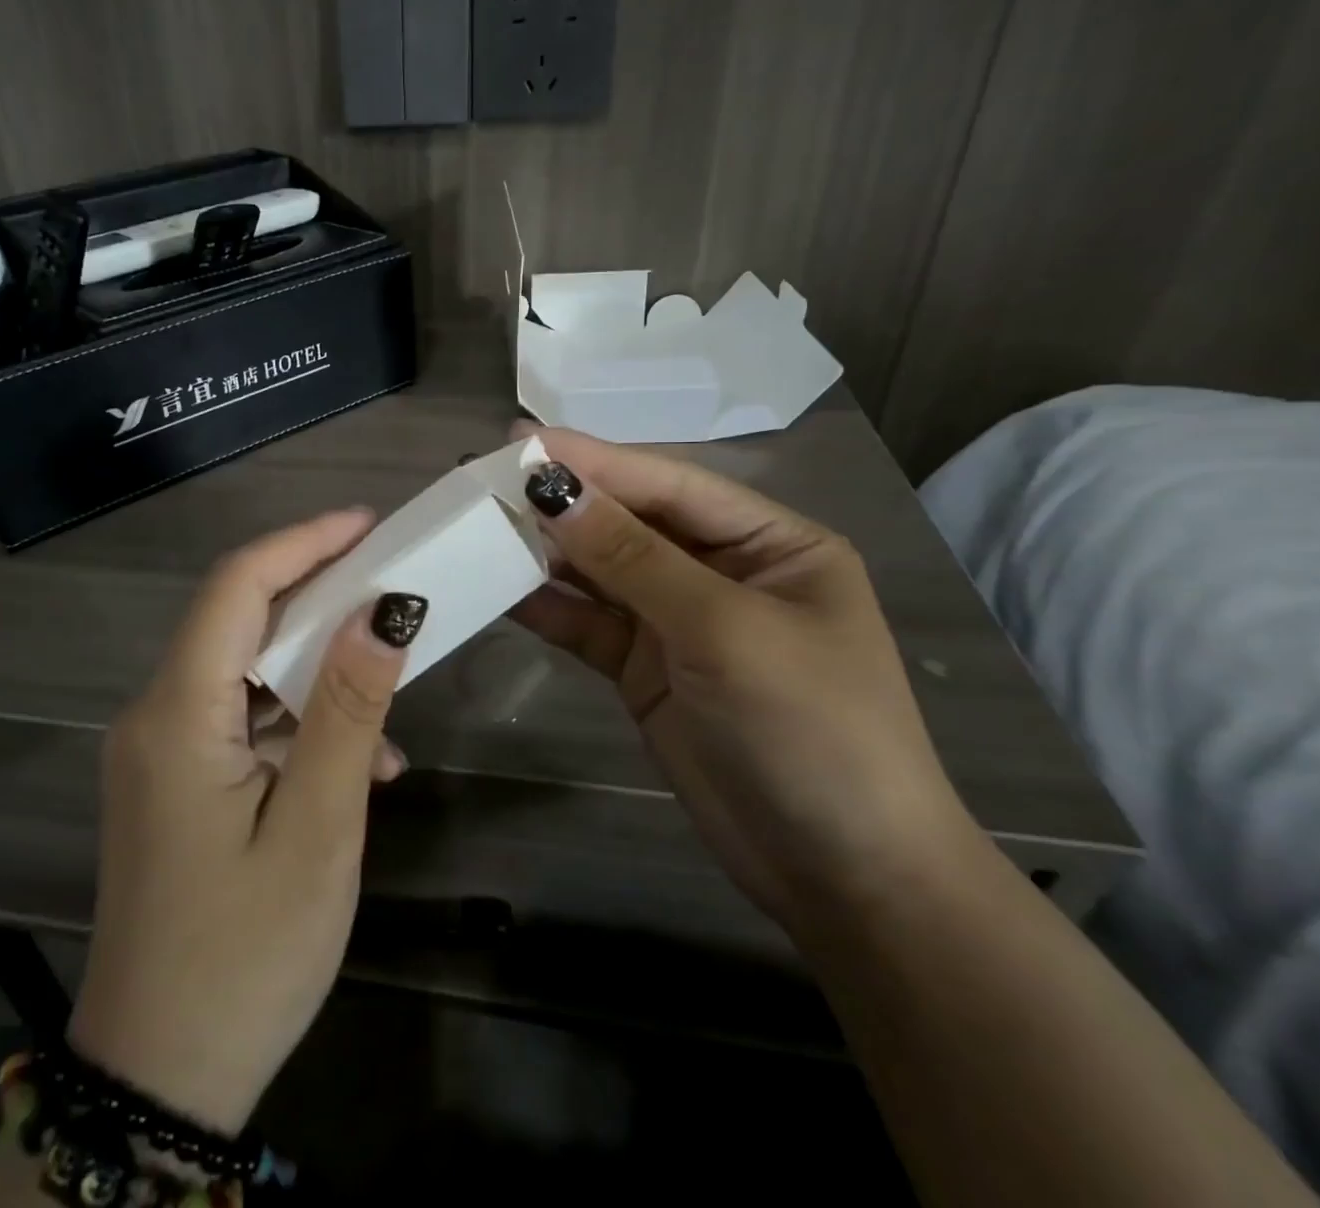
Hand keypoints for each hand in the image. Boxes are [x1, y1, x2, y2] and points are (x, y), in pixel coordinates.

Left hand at [67, 509, 426, 1134]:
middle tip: (391, 585)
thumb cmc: (246, 956)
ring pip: (244, 669)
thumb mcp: (317, 829)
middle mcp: (155, 715)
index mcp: (176, 716)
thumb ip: (348, 712)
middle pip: (237, 619)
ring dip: (316, 669)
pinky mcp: (176, 780)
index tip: (369, 525)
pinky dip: (298, 721)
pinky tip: (357, 764)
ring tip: (389, 687)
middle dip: (316, 594)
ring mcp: (161, 749)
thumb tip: (382, 611)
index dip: (303, 543)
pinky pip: (241, 719)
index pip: (236, 588)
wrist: (160, 1080)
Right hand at [508, 424, 977, 932]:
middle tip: (484, 477)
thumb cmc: (811, 730)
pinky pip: (588, 625)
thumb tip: (552, 490)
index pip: (670, 485)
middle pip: (629, 523)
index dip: (596, 461)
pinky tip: (500, 588)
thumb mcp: (724, 630)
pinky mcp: (644, 671)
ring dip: (546, 552)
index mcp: (770, 543)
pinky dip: (547, 607)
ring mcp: (679, 624)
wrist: (841, 877)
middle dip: (564, 503)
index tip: (520, 441)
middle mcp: (722, 572)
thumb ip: (633, 558)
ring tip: (478, 525)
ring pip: (600, 573)